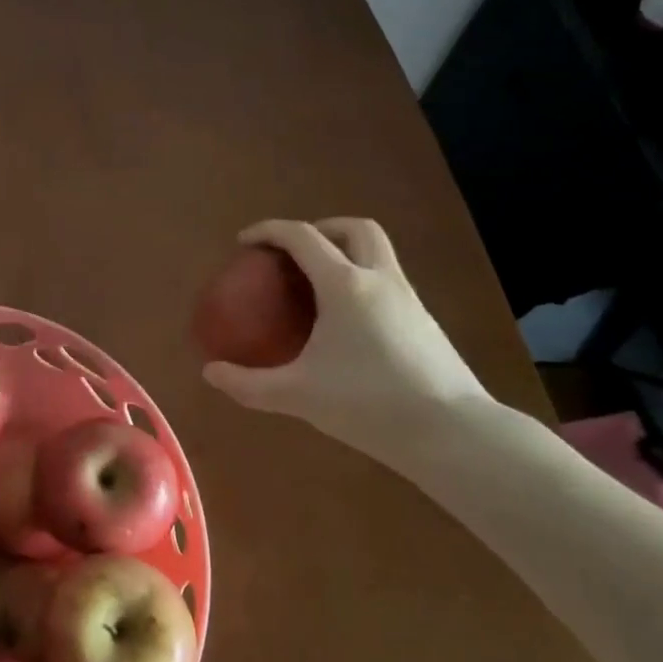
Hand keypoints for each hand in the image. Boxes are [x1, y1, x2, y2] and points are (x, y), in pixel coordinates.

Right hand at [201, 218, 490, 472]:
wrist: (452, 432)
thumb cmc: (369, 403)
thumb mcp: (298, 395)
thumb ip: (249, 384)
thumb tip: (210, 373)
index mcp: (345, 285)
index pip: (302, 237)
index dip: (269, 231)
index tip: (244, 242)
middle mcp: (379, 279)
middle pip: (354, 228)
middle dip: (320, 228)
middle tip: (294, 254)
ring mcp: (408, 298)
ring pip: (378, 252)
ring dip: (346, 252)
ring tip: (317, 286)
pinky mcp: (424, 321)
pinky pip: (388, 281)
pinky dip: (362, 281)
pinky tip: (348, 322)